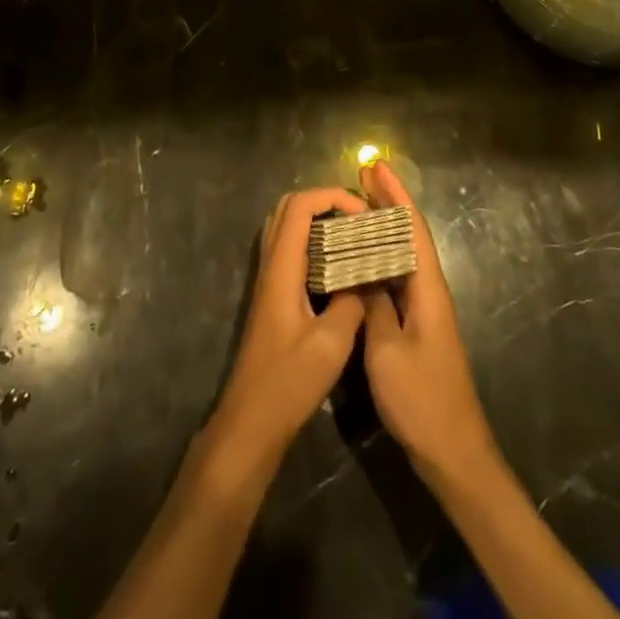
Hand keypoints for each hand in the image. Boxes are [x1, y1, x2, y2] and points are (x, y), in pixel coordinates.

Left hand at [212, 188, 368, 459]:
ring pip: (287, 227)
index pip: (300, 205)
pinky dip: (312, 243)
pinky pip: (289, 250)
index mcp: (282, 267)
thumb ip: (351, 301)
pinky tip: (338, 267)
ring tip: (351, 237)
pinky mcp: (272, 297)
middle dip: (325, 202)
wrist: (251, 421)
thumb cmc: (289, 382)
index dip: (332, 197)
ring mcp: (268, 280)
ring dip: (317, 221)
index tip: (363, 215)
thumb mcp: (331, 343)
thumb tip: (368, 276)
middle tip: (358, 220)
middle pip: (289, 207)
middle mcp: (271, 264)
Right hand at [359, 160, 496, 482]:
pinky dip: (380, 257)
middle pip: (409, 234)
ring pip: (403, 255)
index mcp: (427, 289)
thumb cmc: (421, 400)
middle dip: (389, 201)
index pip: (411, 228)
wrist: (454, 453)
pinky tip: (362, 257)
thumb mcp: (386, 351)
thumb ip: (373, 305)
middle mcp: (430, 291)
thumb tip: (359, 269)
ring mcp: (425, 309)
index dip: (394, 194)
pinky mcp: (417, 327)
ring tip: (357, 204)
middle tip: (363, 174)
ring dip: (383, 226)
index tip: (376, 166)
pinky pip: (397, 277)